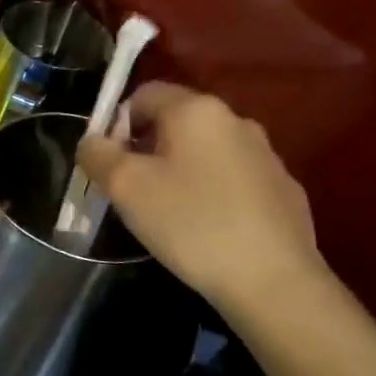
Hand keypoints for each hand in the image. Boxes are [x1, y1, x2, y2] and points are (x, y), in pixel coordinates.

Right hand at [76, 82, 323, 318]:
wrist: (272, 281)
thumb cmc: (189, 222)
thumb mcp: (124, 186)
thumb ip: (96, 154)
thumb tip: (92, 142)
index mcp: (196, 110)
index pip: (142, 95)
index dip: (115, 124)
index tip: (109, 164)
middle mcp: (235, 120)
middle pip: (174, 122)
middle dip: (145, 148)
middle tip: (131, 191)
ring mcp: (265, 155)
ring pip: (202, 151)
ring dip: (177, 170)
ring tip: (166, 212)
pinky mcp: (283, 189)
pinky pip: (230, 178)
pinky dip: (209, 192)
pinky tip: (204, 227)